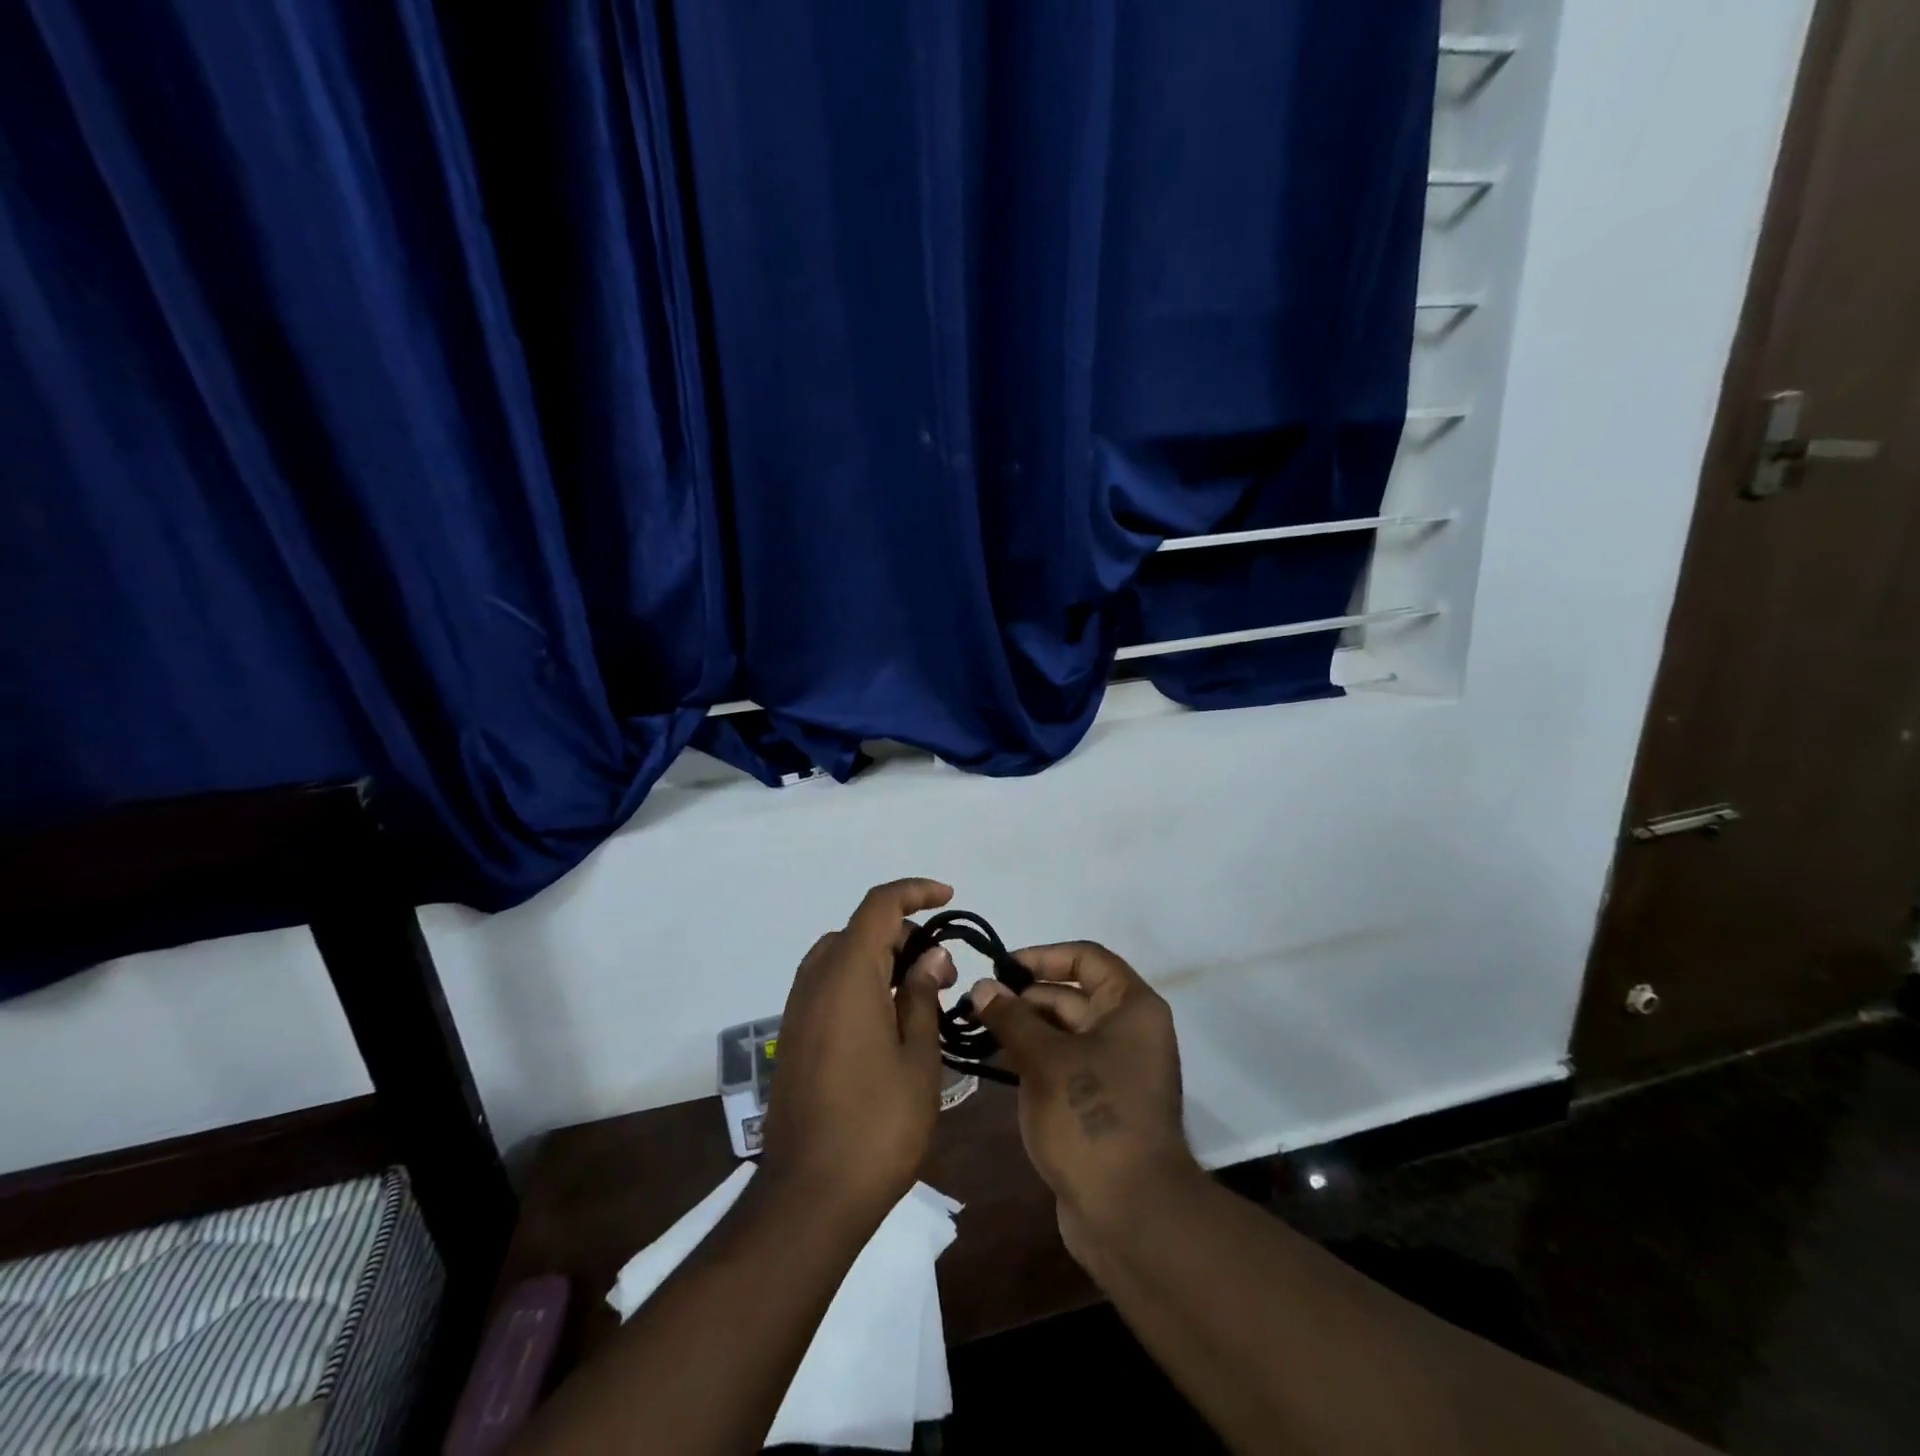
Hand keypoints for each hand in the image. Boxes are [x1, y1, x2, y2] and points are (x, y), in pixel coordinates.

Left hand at [759, 879, 956, 1223]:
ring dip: (882, 959)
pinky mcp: (794, 1035)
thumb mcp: (918, 1056)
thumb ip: (921, 995)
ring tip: (920, 996)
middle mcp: (816, 979)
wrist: (809, 1195)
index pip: (879, 905)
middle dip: (905, 935)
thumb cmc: (877, 1123)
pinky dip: (862, 982)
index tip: (949, 898)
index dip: (915, 891)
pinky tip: (889, 1021)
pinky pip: (829, 984)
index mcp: (847, 974)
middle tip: (943, 973)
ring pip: (844, 956)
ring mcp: (799, 1008)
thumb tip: (930, 956)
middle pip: (862, 930)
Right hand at [966, 942, 1199, 1254]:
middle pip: (1072, 995)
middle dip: (1025, 997)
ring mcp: (1117, 1069)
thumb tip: (982, 987)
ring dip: (1025, 1029)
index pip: (1086, 958)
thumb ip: (1011, 1018)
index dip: (1042, 956)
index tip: (1001, 968)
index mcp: (1131, 1007)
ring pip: (1065, 1032)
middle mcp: (1130, 1030)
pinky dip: (1035, 1059)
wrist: (1131, 1215)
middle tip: (977, 1004)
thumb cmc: (1092, 1119)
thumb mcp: (1045, 1060)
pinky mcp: (1102, 1103)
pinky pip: (1066, 1064)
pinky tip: (998, 1063)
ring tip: (979, 1030)